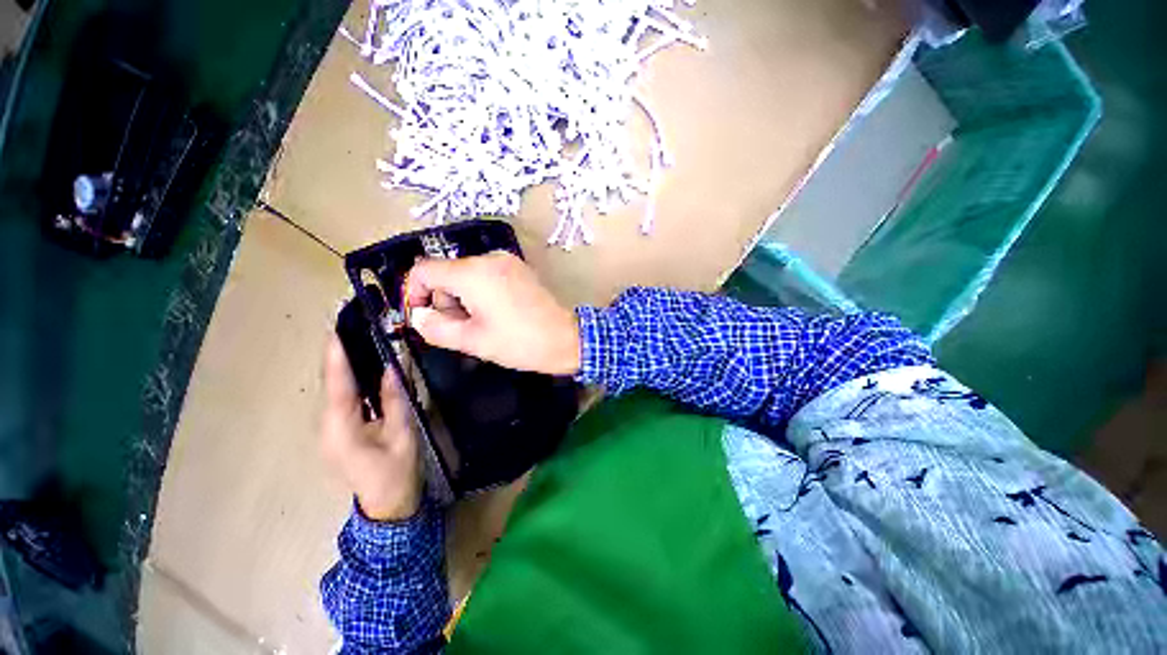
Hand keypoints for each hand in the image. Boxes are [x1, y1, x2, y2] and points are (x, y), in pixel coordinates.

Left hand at [321, 334, 421, 521]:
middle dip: (339, 351)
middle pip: (332, 382)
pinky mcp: (340, 429)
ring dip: (345, 362)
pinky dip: (350, 377)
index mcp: (341, 427)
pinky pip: (343, 397)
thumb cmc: (396, 472)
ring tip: (357, 335)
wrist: (386, 506)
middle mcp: (328, 424)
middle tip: (351, 322)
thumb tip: (393, 366)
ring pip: (336, 388)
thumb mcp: (402, 434)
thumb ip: (396, 399)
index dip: (337, 354)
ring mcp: (331, 427)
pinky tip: (363, 364)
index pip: (338, 383)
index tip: (338, 326)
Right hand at [404, 252, 580, 375]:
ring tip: (482, 324)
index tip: (425, 318)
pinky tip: (497, 313)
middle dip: (444, 300)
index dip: (413, 293)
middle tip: (461, 328)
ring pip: (466, 274)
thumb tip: (419, 315)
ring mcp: (507, 260)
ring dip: (463, 298)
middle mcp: (488, 258)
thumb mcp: (472, 341)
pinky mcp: (520, 268)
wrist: (566, 339)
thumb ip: (435, 327)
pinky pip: (486, 274)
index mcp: (472, 273)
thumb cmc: (519, 342)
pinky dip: (481, 292)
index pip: (423, 269)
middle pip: (446, 272)